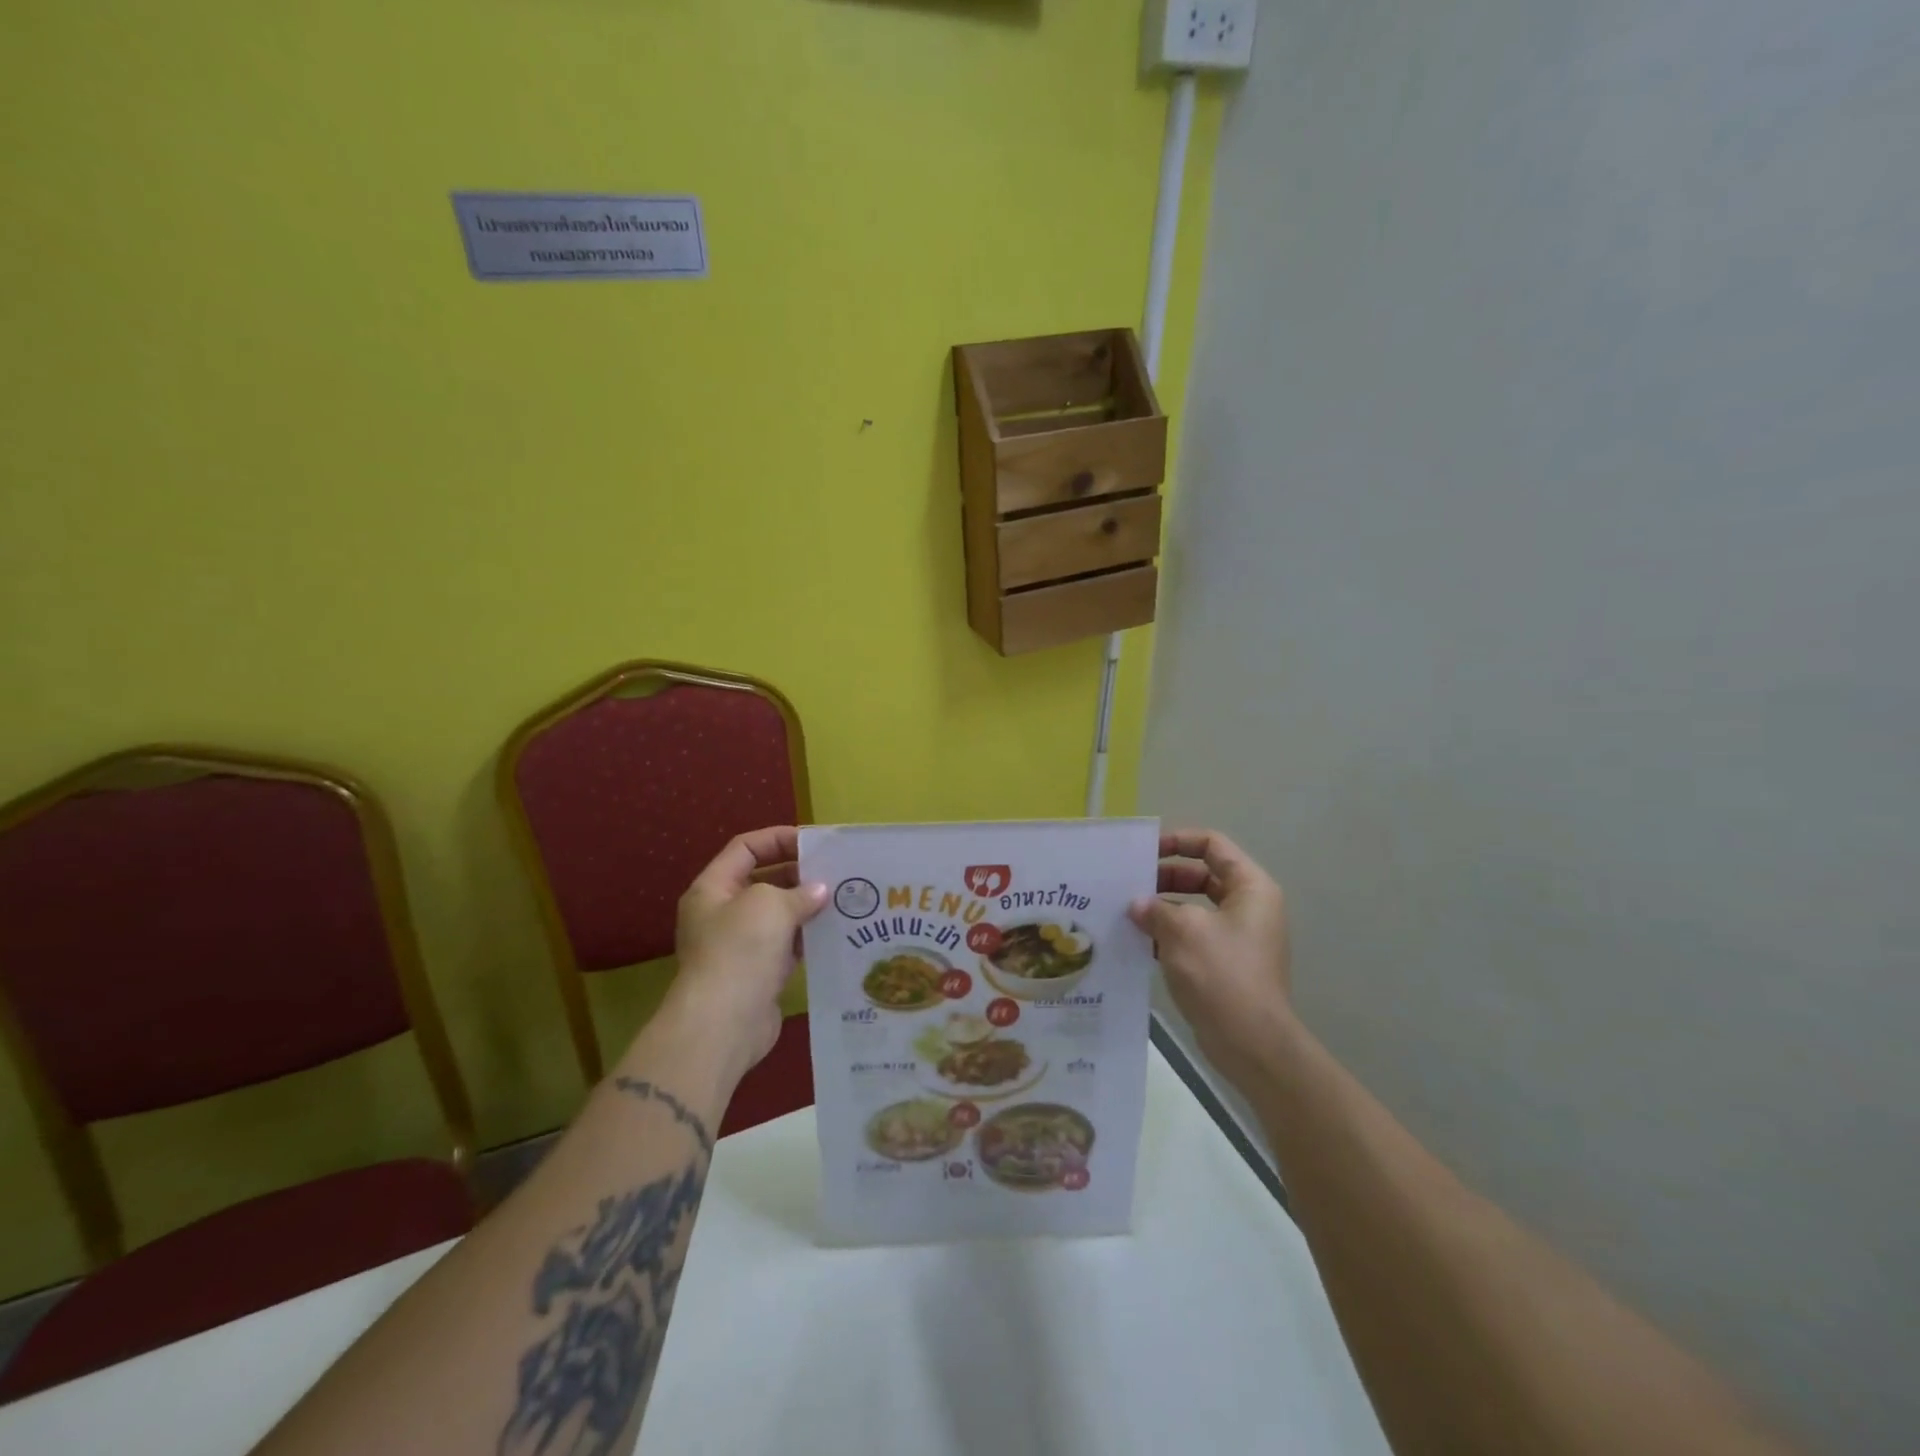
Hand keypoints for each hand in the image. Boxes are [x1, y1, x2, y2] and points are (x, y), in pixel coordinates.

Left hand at [667, 827, 827, 1082]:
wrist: (723, 1025)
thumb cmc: (740, 951)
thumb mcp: (769, 905)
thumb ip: (797, 892)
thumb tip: (819, 891)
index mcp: (713, 889)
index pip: (745, 848)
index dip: (778, 839)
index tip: (814, 842)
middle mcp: (722, 914)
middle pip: (763, 880)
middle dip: (798, 874)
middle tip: (836, 871)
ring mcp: (740, 945)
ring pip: (778, 915)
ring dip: (807, 907)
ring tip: (844, 898)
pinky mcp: (758, 973)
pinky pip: (787, 945)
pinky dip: (809, 937)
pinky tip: (836, 932)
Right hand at [1128, 830, 1293, 1078]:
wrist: (1250, 1042)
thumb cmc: (1221, 972)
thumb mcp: (1182, 930)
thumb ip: (1156, 909)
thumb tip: (1137, 906)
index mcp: (1250, 887)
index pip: (1212, 845)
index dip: (1178, 841)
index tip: (1144, 852)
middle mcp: (1249, 907)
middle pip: (1202, 875)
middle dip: (1164, 878)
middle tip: (1129, 886)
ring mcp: (1238, 937)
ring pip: (1194, 908)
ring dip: (1162, 909)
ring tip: (1126, 914)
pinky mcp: (1226, 964)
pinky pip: (1192, 936)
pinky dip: (1167, 935)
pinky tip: (1138, 943)